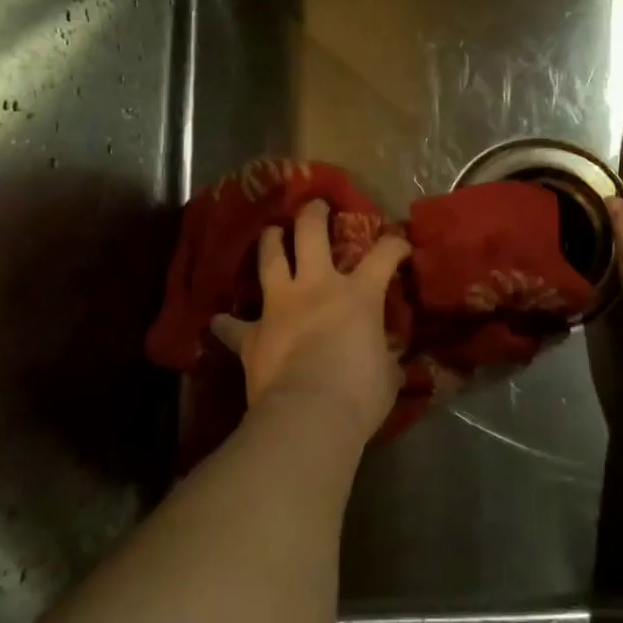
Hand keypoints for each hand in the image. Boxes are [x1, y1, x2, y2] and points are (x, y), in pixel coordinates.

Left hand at [211, 199, 412, 445]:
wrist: (308, 416)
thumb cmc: (359, 394)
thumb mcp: (387, 373)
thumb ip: (386, 356)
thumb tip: (387, 355)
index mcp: (358, 294)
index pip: (384, 255)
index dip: (395, 245)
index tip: (401, 246)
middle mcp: (317, 286)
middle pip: (311, 233)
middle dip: (314, 214)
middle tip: (315, 206)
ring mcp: (279, 305)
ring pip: (270, 258)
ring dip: (270, 241)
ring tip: (271, 232)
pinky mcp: (252, 334)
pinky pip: (233, 326)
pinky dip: (228, 323)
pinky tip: (221, 321)